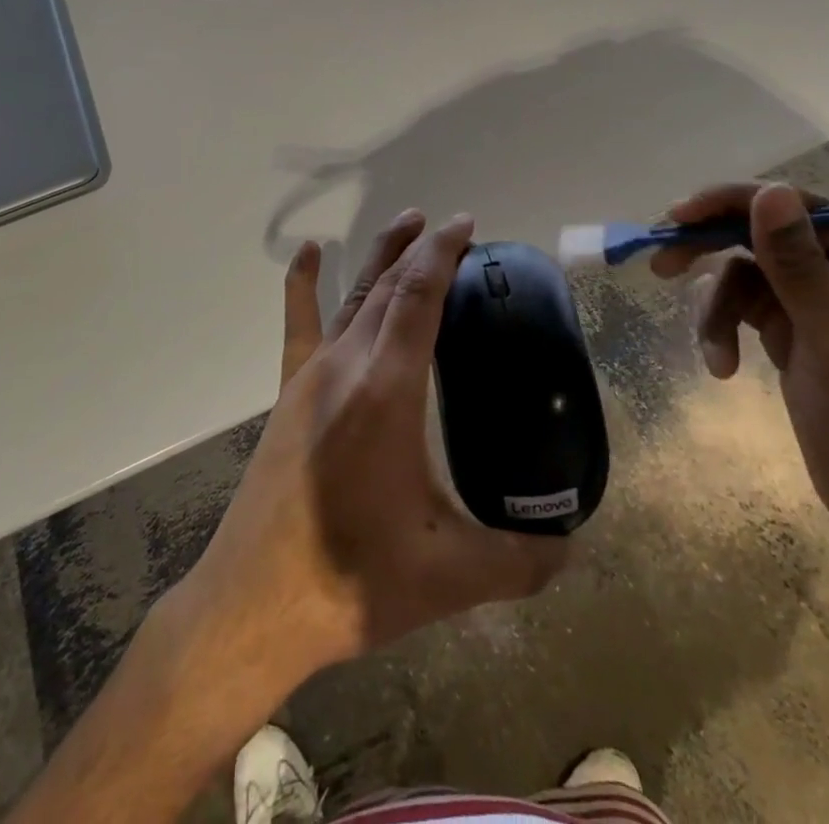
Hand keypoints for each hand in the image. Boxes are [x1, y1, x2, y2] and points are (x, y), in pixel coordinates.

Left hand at [182, 209, 568, 684]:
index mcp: (387, 389)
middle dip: (423, 249)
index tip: (467, 225)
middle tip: (456, 230)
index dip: (443, 252)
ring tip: (408, 223)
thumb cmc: (352, 581)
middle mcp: (347, 364)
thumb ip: (521, 561)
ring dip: (382, 255)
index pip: (419, 296)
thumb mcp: (450, 576)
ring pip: (353, 295)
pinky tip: (311, 251)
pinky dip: (305, 282)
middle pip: (389, 285)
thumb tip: (573, 550)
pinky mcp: (288, 391)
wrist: (255, 604)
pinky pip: (299, 322)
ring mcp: (311, 374)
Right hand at [652, 182, 828, 566]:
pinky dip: (724, 330)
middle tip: (661, 262)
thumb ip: (798, 265)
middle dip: (712, 249)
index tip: (678, 217)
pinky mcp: (793, 334)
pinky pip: (744, 309)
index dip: (735, 203)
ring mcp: (818, 304)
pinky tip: (721, 367)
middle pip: (763, 234)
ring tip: (711, 352)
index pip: (798, 209)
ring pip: (745, 274)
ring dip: (717, 307)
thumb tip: (769, 191)